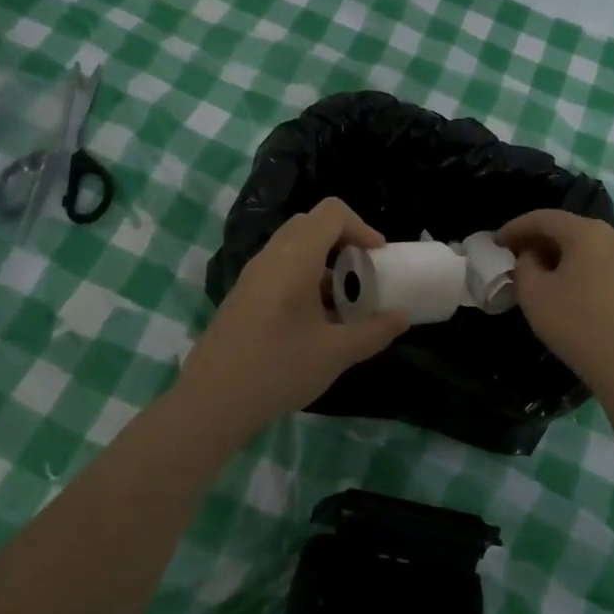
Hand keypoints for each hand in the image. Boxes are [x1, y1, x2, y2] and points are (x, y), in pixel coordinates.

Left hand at [176, 197, 408, 430]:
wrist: (211, 401)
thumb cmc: (278, 368)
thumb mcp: (336, 353)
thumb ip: (374, 331)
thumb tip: (402, 316)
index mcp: (295, 257)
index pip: (332, 212)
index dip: (361, 227)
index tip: (378, 258)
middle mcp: (271, 256)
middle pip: (311, 223)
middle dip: (343, 240)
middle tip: (363, 272)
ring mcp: (253, 275)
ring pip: (294, 246)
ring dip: (323, 260)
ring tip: (343, 299)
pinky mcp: (243, 294)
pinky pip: (279, 267)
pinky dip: (304, 276)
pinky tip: (314, 319)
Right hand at [498, 210, 613, 392]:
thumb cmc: (575, 323)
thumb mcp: (533, 292)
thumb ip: (524, 264)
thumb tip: (532, 256)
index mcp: (586, 232)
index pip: (543, 218)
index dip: (515, 227)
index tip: (496, 243)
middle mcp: (611, 235)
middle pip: (565, 227)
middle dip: (535, 238)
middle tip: (512, 254)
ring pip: (582, 244)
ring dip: (555, 252)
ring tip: (534, 269)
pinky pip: (596, 259)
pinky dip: (575, 264)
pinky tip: (562, 284)